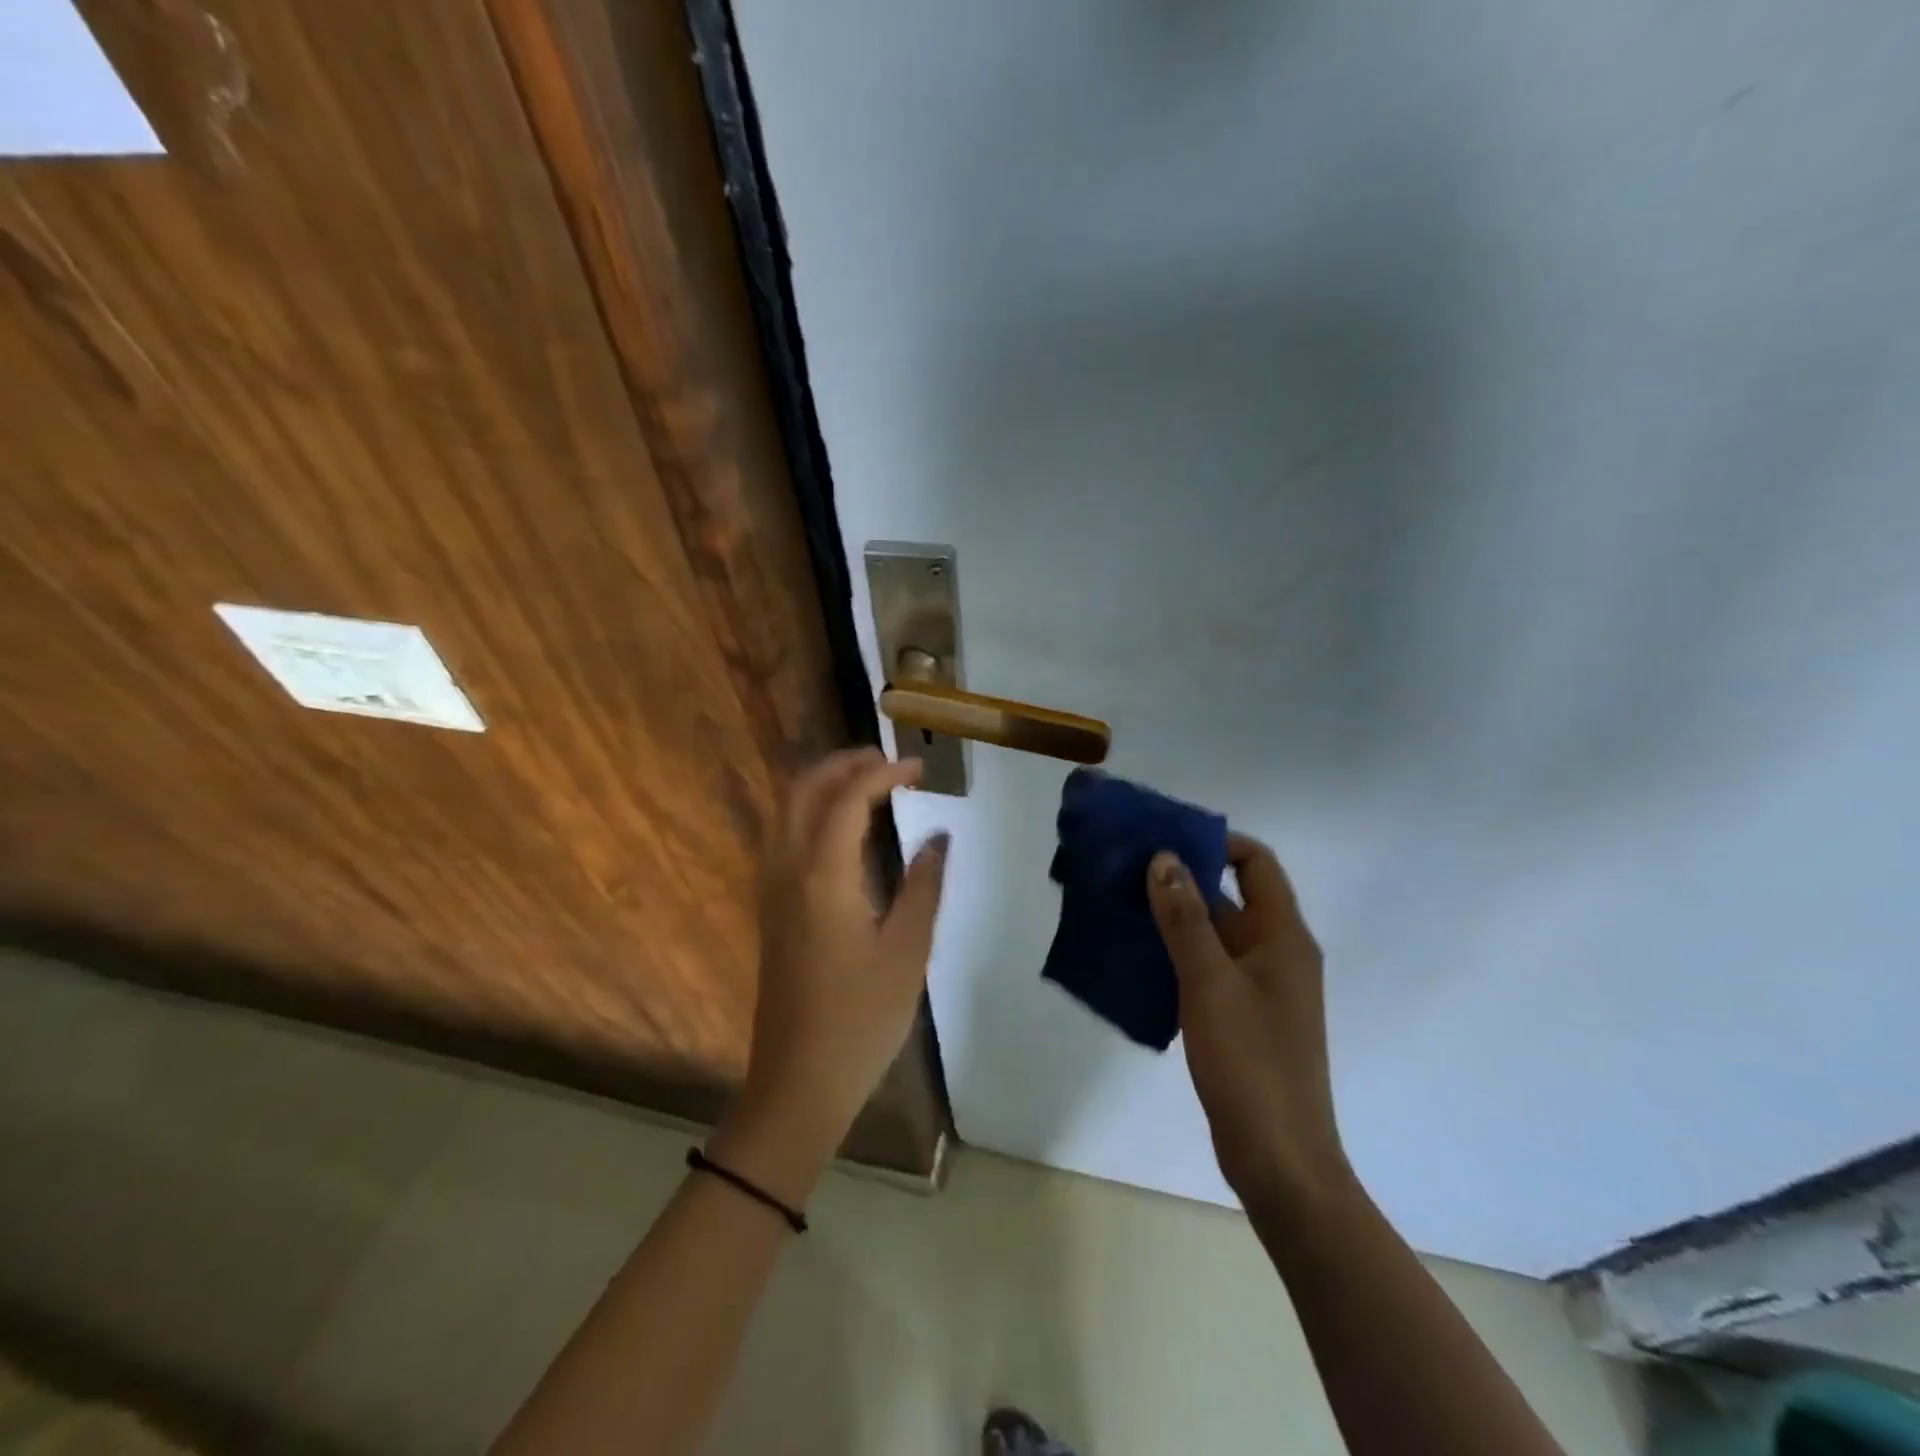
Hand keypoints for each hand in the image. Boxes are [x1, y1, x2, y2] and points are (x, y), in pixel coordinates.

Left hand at [717, 749, 947, 1188]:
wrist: (798, 1082)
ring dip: (823, 784)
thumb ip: (923, 884)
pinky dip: (810, 811)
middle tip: (888, 762)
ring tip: (870, 784)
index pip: (848, 798)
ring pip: (785, 810)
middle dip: (843, 764)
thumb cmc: (861, 1019)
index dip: (884, 773)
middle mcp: (786, 869)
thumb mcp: (908, 950)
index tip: (919, 768)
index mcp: (822, 875)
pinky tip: (842, 828)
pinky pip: (782, 835)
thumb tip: (938, 837)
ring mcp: (771, 889)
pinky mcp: (770, 908)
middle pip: (802, 789)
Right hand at [1147, 834, 1351, 1215]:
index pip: (1256, 863)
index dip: (1216, 842)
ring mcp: (1258, 988)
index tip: (1165, 839)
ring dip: (1172, 918)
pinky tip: (1134, 958)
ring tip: (1119, 905)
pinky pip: (1205, 968)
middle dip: (1181, 878)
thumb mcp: (1210, 984)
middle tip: (1126, 868)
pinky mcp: (1240, 1017)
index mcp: (1282, 937)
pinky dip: (1174, 955)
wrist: (1279, 1161)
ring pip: (1213, 934)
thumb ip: (1186, 918)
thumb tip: (1164, 858)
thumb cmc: (1251, 1064)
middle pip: (1230, 896)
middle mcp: (1275, 953)